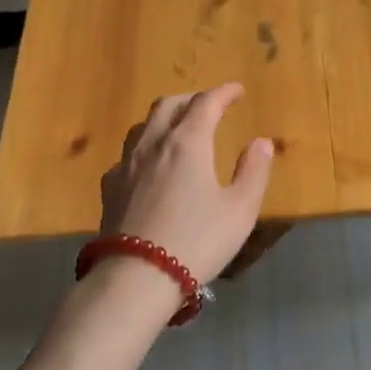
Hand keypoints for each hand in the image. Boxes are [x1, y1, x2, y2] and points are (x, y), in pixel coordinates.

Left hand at [100, 83, 275, 286]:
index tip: (237, 91)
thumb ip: (253, 172)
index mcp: (188, 142)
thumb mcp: (240, 210)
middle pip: (169, 105)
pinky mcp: (110, 187)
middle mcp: (154, 143)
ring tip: (179, 128)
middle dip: (192, 99)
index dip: (224, 93)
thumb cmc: (196, 242)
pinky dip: (146, 145)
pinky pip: (129, 152)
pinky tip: (151, 164)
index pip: (206, 102)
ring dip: (165, 117)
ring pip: (144, 124)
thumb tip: (260, 143)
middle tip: (210, 106)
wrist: (135, 278)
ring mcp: (126, 163)